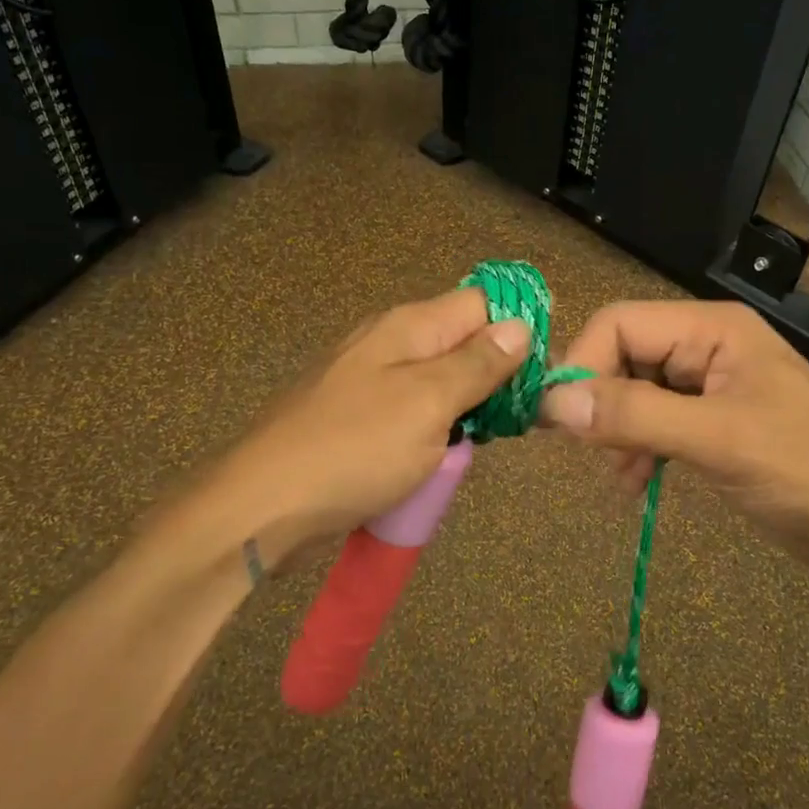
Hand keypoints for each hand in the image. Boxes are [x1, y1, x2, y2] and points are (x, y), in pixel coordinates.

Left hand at [178, 287, 527, 573]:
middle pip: (463, 342)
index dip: (518, 328)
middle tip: (522, 416)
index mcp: (409, 326)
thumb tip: (520, 325)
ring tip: (489, 440)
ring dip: (469, 408)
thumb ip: (477, 363)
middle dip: (497, 374)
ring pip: (441, 382)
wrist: (262, 506)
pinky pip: (415, 413)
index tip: (545, 371)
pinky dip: (438, 431)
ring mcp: (371, 383)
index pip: (481, 302)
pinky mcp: (360, 420)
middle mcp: (390, 343)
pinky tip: (446, 457)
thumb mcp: (429, 403)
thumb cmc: (354, 449)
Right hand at [540, 300, 808, 577]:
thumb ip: (635, 416)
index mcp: (712, 329)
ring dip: (618, 431)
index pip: (620, 325)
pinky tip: (637, 484)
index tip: (558, 418)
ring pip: (636, 392)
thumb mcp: (718, 439)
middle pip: (624, 356)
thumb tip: (554, 403)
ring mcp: (711, 386)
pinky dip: (639, 449)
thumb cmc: (807, 469)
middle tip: (589, 451)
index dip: (583, 364)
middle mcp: (707, 347)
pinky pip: (657, 422)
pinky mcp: (714, 423)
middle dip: (601, 402)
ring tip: (620, 476)